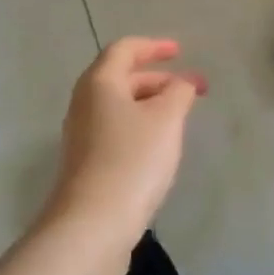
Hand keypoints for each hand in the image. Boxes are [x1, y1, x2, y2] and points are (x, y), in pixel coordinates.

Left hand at [42, 37, 206, 254]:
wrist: (91, 227)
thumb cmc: (131, 161)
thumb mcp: (166, 119)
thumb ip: (179, 92)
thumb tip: (182, 83)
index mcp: (99, 82)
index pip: (125, 49)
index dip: (154, 46)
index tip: (180, 52)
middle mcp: (84, 103)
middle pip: (122, 78)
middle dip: (159, 79)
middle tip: (192, 90)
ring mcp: (81, 135)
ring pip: (120, 107)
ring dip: (151, 105)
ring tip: (180, 119)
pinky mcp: (85, 164)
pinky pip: (116, 131)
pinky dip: (140, 128)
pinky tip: (159, 149)